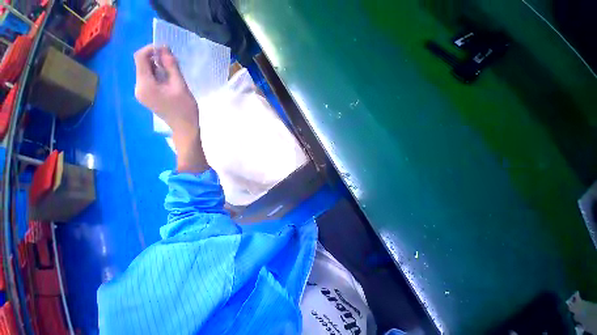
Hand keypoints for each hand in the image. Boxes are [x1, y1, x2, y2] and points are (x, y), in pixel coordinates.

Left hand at [134, 44, 197, 132]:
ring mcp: (141, 94)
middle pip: (142, 65)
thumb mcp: (181, 86)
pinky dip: (158, 77)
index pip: (140, 58)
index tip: (165, 49)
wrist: (185, 129)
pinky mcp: (146, 97)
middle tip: (173, 62)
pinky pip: (149, 81)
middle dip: (156, 60)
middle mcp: (138, 88)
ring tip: (174, 74)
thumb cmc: (185, 109)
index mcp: (144, 85)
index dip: (151, 49)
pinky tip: (169, 82)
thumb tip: (164, 49)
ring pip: (146, 73)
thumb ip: (172, 67)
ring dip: (158, 69)